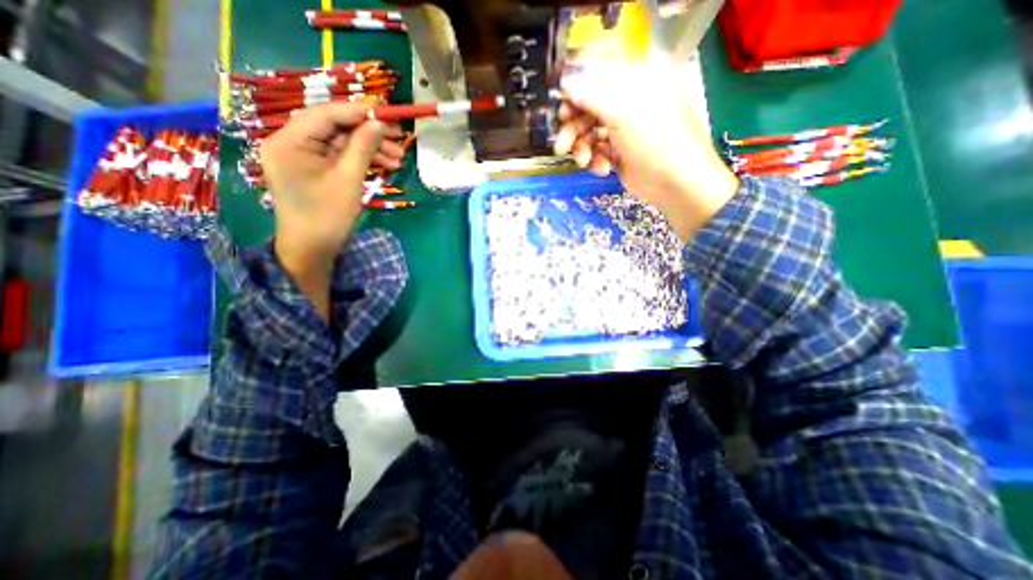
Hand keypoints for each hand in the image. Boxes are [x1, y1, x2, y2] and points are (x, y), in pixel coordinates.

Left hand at [259, 102, 401, 318]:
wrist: (312, 250)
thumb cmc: (327, 217)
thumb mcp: (348, 180)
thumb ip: (363, 147)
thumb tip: (380, 124)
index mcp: (289, 141)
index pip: (326, 114)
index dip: (358, 111)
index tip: (387, 113)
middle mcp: (291, 143)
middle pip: (335, 127)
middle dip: (369, 133)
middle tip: (399, 138)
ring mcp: (302, 158)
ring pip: (341, 143)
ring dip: (370, 148)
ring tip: (398, 158)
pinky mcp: (314, 170)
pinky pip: (340, 158)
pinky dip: (362, 160)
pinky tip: (385, 165)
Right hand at [552, 49, 737, 239]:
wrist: (676, 183)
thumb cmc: (657, 141)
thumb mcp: (623, 113)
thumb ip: (592, 95)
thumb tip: (565, 83)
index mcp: (638, 78)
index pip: (598, 72)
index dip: (576, 89)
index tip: (561, 107)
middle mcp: (629, 100)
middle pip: (589, 106)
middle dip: (573, 127)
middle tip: (562, 144)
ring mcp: (624, 127)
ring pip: (589, 131)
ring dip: (582, 147)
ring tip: (583, 160)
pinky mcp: (619, 151)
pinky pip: (597, 150)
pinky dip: (595, 159)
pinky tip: (602, 168)